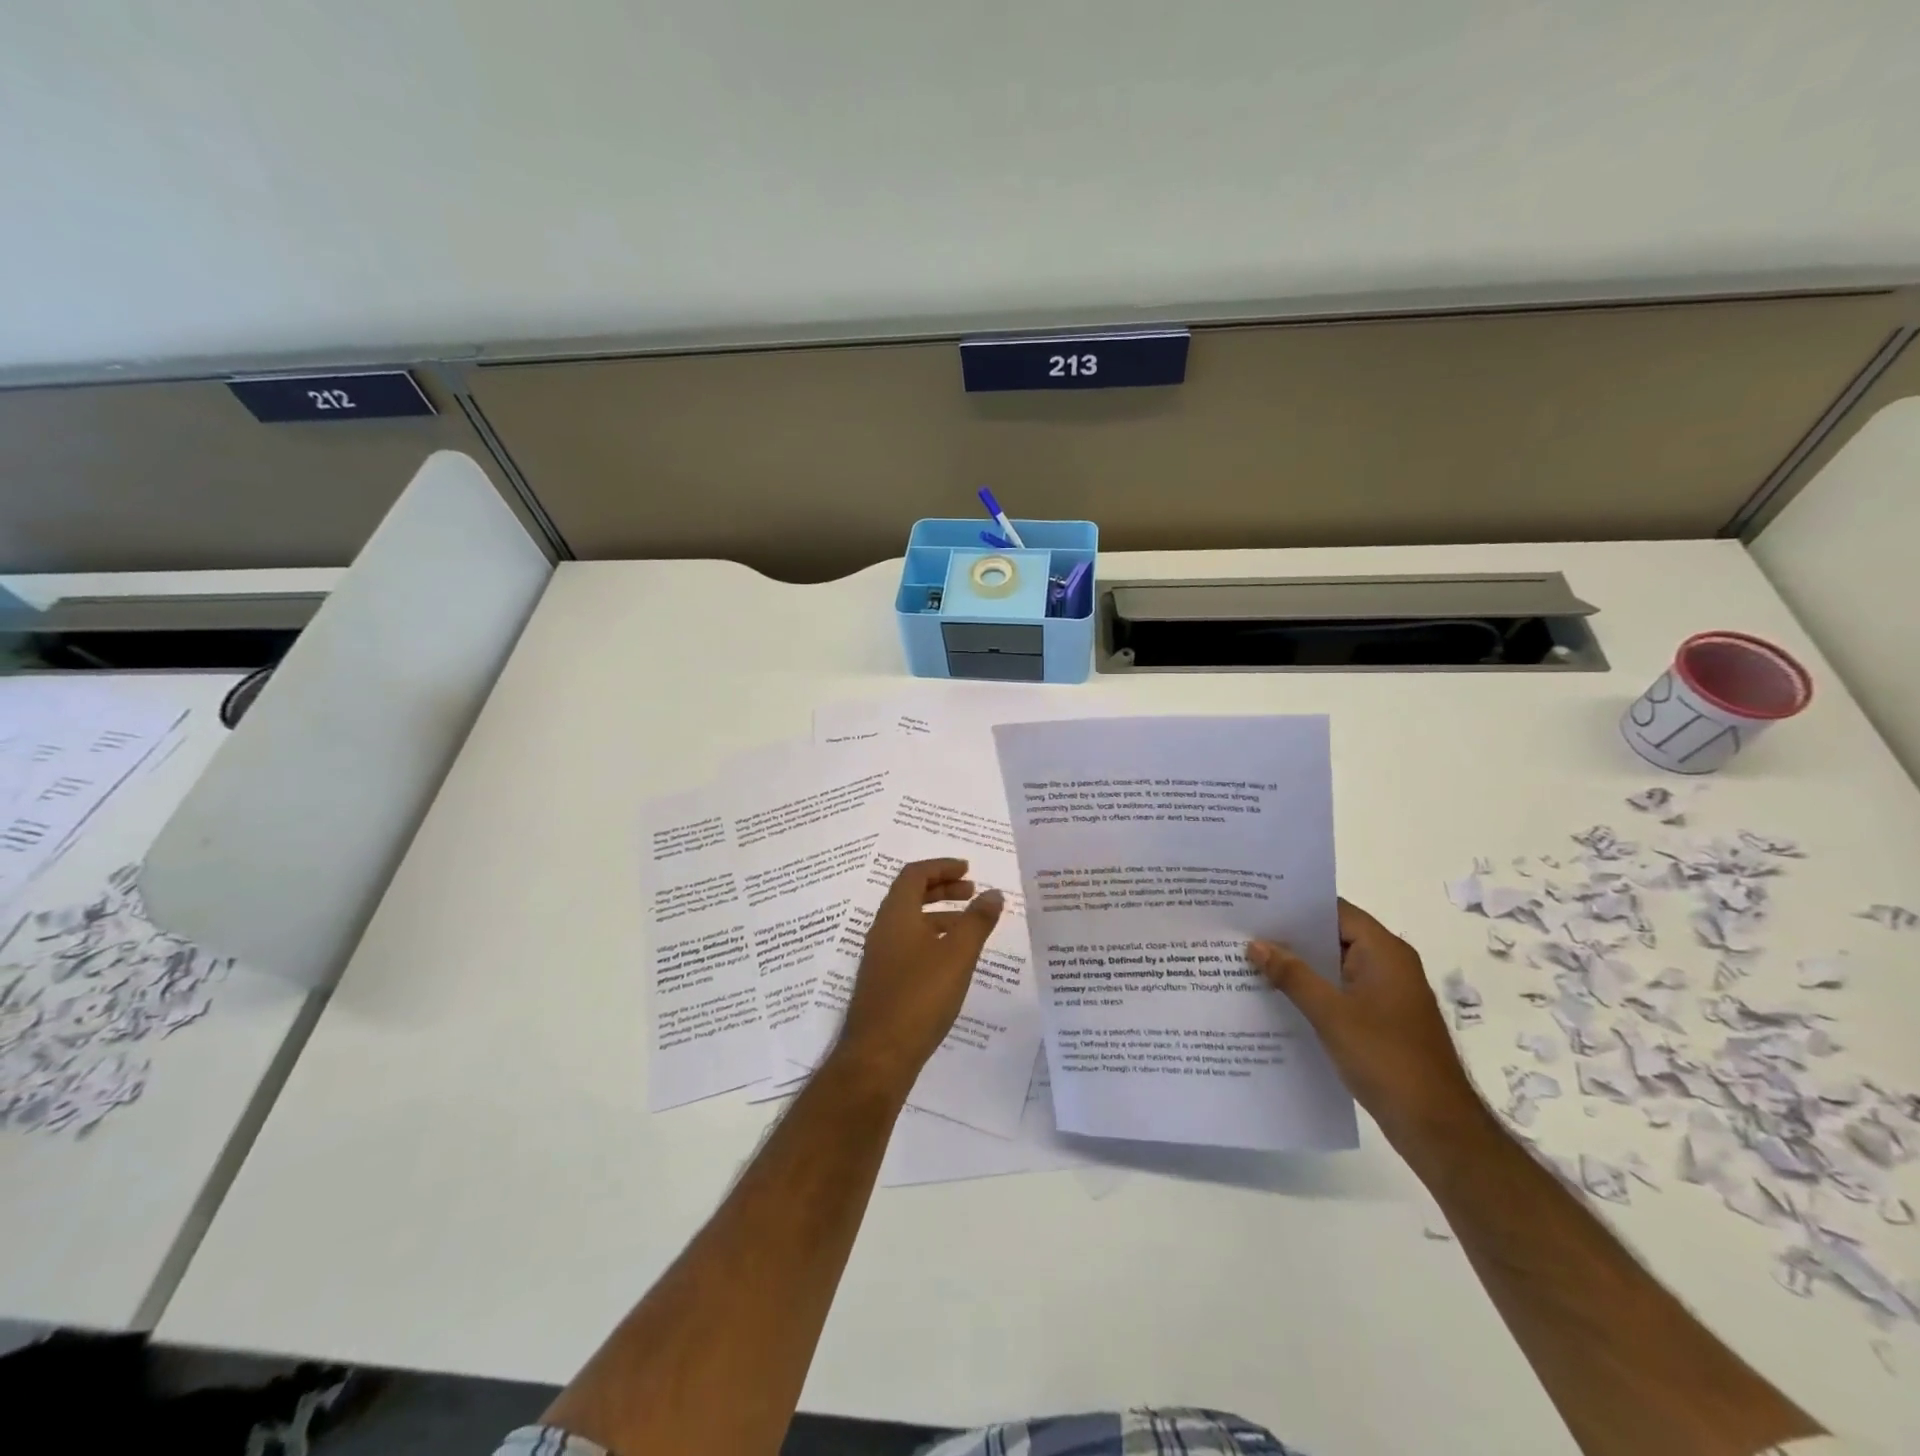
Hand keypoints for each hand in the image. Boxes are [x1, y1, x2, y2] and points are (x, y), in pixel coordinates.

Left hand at [834, 858, 1004, 1093]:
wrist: (878, 1057)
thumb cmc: (919, 997)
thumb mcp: (957, 955)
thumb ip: (977, 921)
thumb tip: (993, 893)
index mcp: (896, 915)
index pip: (914, 874)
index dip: (941, 867)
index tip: (968, 869)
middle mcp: (883, 930)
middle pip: (910, 895)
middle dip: (942, 888)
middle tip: (971, 891)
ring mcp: (880, 958)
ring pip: (911, 923)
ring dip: (939, 916)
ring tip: (970, 926)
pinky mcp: (884, 982)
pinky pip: (909, 946)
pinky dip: (932, 940)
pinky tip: (953, 962)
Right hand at [1249, 899, 1485, 1153]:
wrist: (1436, 1127)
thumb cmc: (1386, 1059)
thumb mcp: (1331, 1014)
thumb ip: (1292, 975)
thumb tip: (1256, 944)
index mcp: (1384, 952)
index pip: (1334, 910)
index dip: (1295, 904)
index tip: (1255, 903)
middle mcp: (1388, 965)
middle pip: (1332, 936)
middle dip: (1290, 936)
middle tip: (1242, 930)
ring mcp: (1385, 994)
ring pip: (1333, 966)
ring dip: (1298, 965)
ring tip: (1249, 960)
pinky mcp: (1380, 1020)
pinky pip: (1339, 992)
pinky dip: (1311, 990)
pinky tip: (1276, 997)